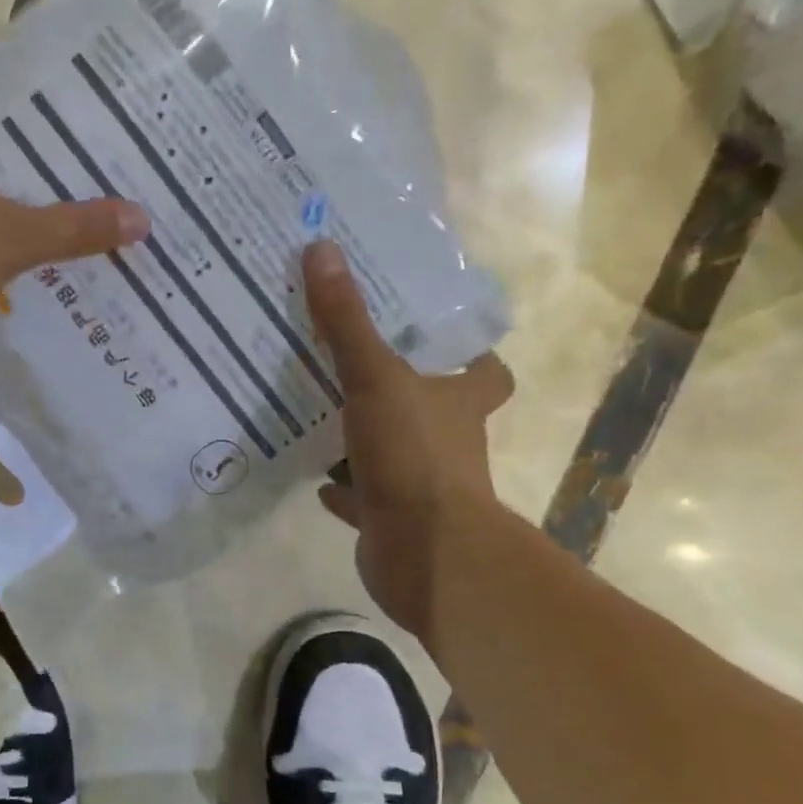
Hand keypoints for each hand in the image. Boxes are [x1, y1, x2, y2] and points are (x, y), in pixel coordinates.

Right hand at [305, 242, 513, 639]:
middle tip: (357, 363)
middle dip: (403, 392)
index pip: (488, 373)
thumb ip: (347, 321)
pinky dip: (344, 489)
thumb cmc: (414, 455)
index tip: (442, 338)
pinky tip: (315, 477)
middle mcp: (449, 442)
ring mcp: (422, 486)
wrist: (425, 554)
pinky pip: (365, 498)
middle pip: (435, 410)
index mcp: (460, 402)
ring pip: (395, 453)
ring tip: (321, 412)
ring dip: (365, 438)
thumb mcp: (376, 378)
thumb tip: (322, 249)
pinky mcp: (394, 521)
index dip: (474, 356)